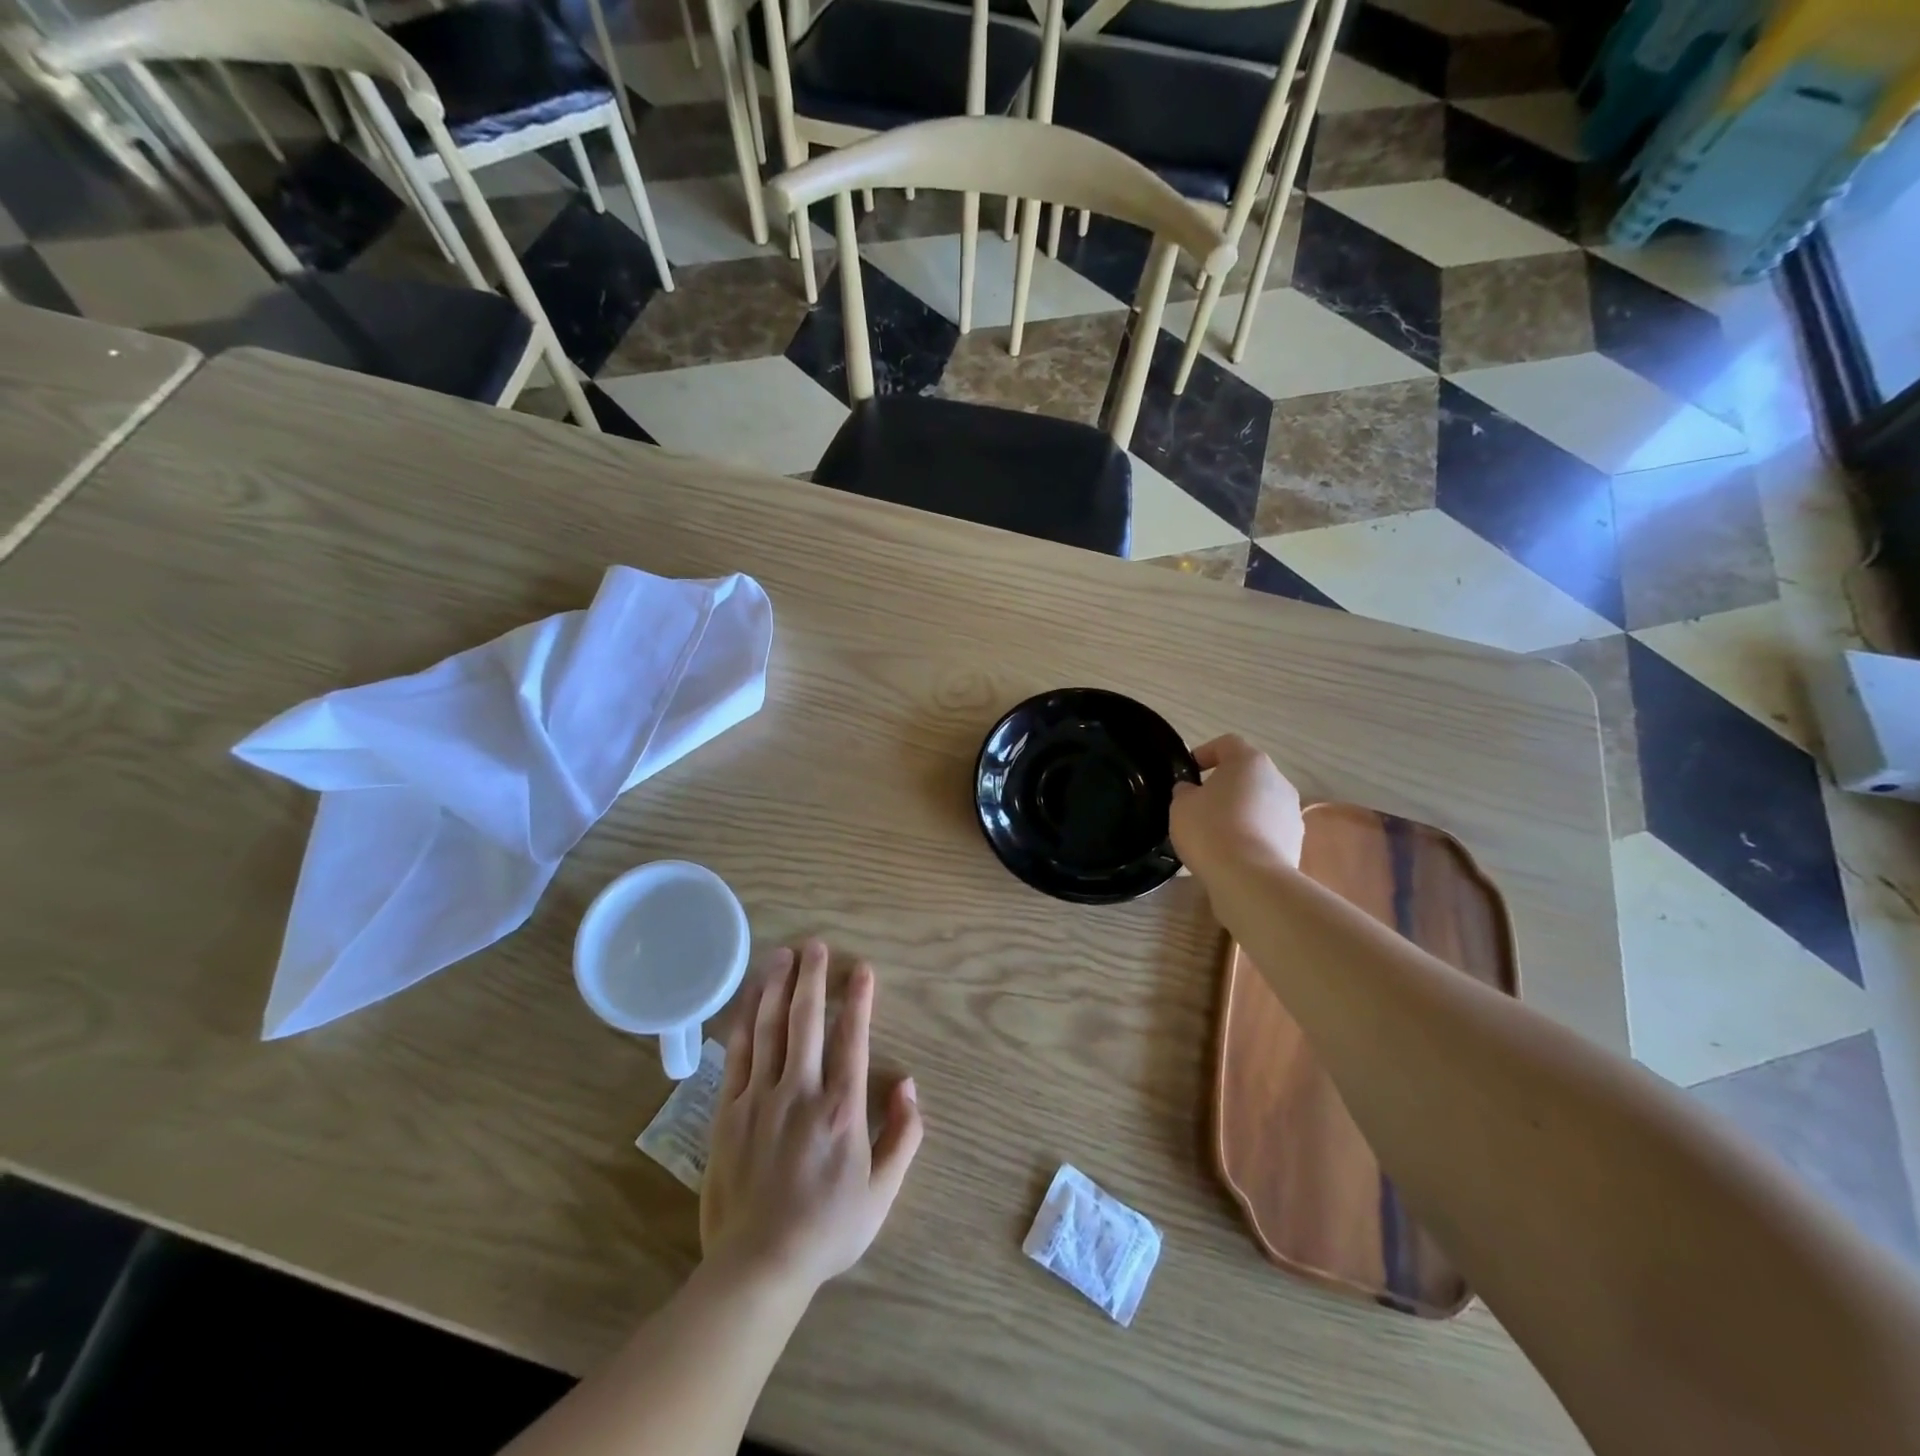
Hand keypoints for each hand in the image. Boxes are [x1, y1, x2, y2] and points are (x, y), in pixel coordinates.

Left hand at [701, 940, 923, 1299]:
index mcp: (841, 1108)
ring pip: (770, 1028)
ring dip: (778, 987)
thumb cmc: (827, 1229)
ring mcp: (760, 1098)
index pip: (853, 1039)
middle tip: (817, 945)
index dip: (859, 1000)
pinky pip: (737, 1054)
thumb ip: (903, 1136)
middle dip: (814, 978)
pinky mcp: (729, 1110)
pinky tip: (750, 998)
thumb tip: (910, 1086)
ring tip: (784, 955)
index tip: (863, 969)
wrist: (758, 1266)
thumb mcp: (882, 1192)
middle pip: (807, 1020)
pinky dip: (745, 1020)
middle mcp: (801, 1091)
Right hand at [1169, 734, 1305, 876]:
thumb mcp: (1181, 806)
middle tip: (1200, 803)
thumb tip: (1192, 791)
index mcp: (1249, 761)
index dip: (1205, 753)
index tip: (1189, 771)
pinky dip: (1253, 834)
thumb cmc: (1211, 830)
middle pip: (1248, 774)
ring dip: (1241, 810)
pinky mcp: (1296, 840)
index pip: (1227, 744)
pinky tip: (1234, 852)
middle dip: (1225, 785)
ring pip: (1260, 802)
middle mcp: (1277, 780)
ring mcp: (1291, 811)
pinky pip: (1269, 828)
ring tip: (1217, 832)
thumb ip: (1185, 791)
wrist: (1250, 878)